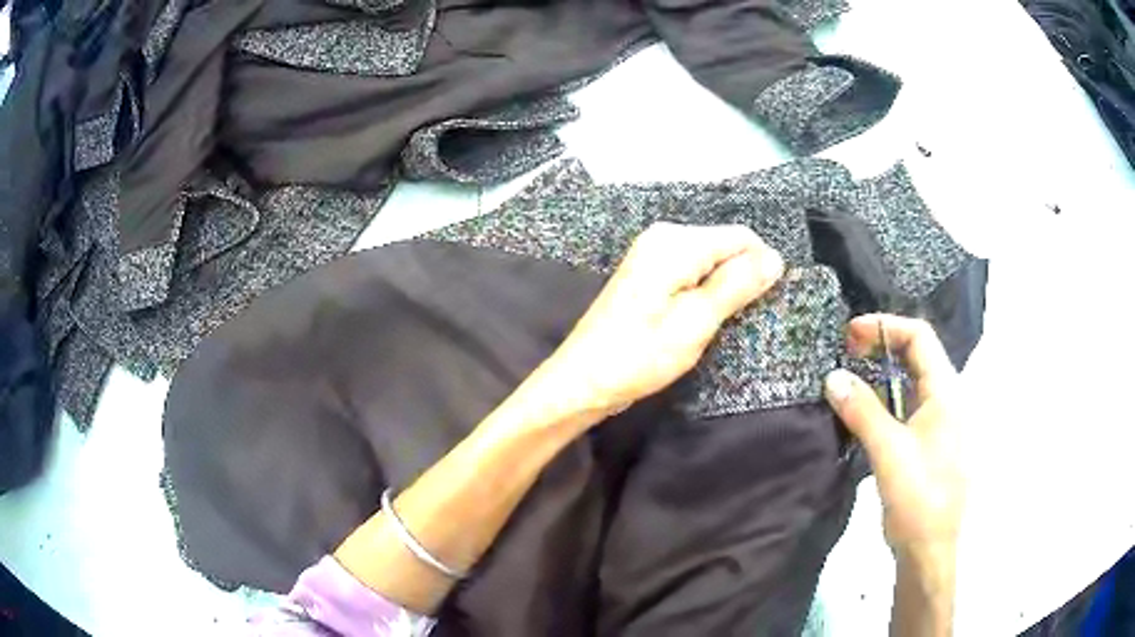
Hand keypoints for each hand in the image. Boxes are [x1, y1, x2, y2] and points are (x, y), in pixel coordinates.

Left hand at [536, 222, 783, 421]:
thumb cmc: (639, 355)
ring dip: (721, 291)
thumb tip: (775, 257)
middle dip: (738, 280)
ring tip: (711, 325)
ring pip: (710, 262)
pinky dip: (703, 294)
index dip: (759, 268)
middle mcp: (663, 237)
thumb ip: (736, 285)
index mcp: (675, 242)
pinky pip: (691, 273)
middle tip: (731, 321)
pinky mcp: (648, 274)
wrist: (582, 380)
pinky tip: (696, 320)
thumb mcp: (695, 322)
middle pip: (725, 246)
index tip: (760, 305)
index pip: (741, 237)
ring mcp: (653, 254)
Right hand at [823, 315, 966, 555]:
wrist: (929, 548)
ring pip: (910, 381)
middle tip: (845, 351)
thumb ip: (862, 411)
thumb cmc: (918, 496)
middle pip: (916, 354)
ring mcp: (938, 421)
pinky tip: (864, 410)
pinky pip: (906, 405)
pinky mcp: (927, 441)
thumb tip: (832, 377)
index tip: (849, 334)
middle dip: (881, 344)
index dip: (885, 326)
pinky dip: (884, 398)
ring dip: (881, 372)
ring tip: (850, 375)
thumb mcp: (889, 451)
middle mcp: (946, 398)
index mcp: (945, 392)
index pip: (919, 337)